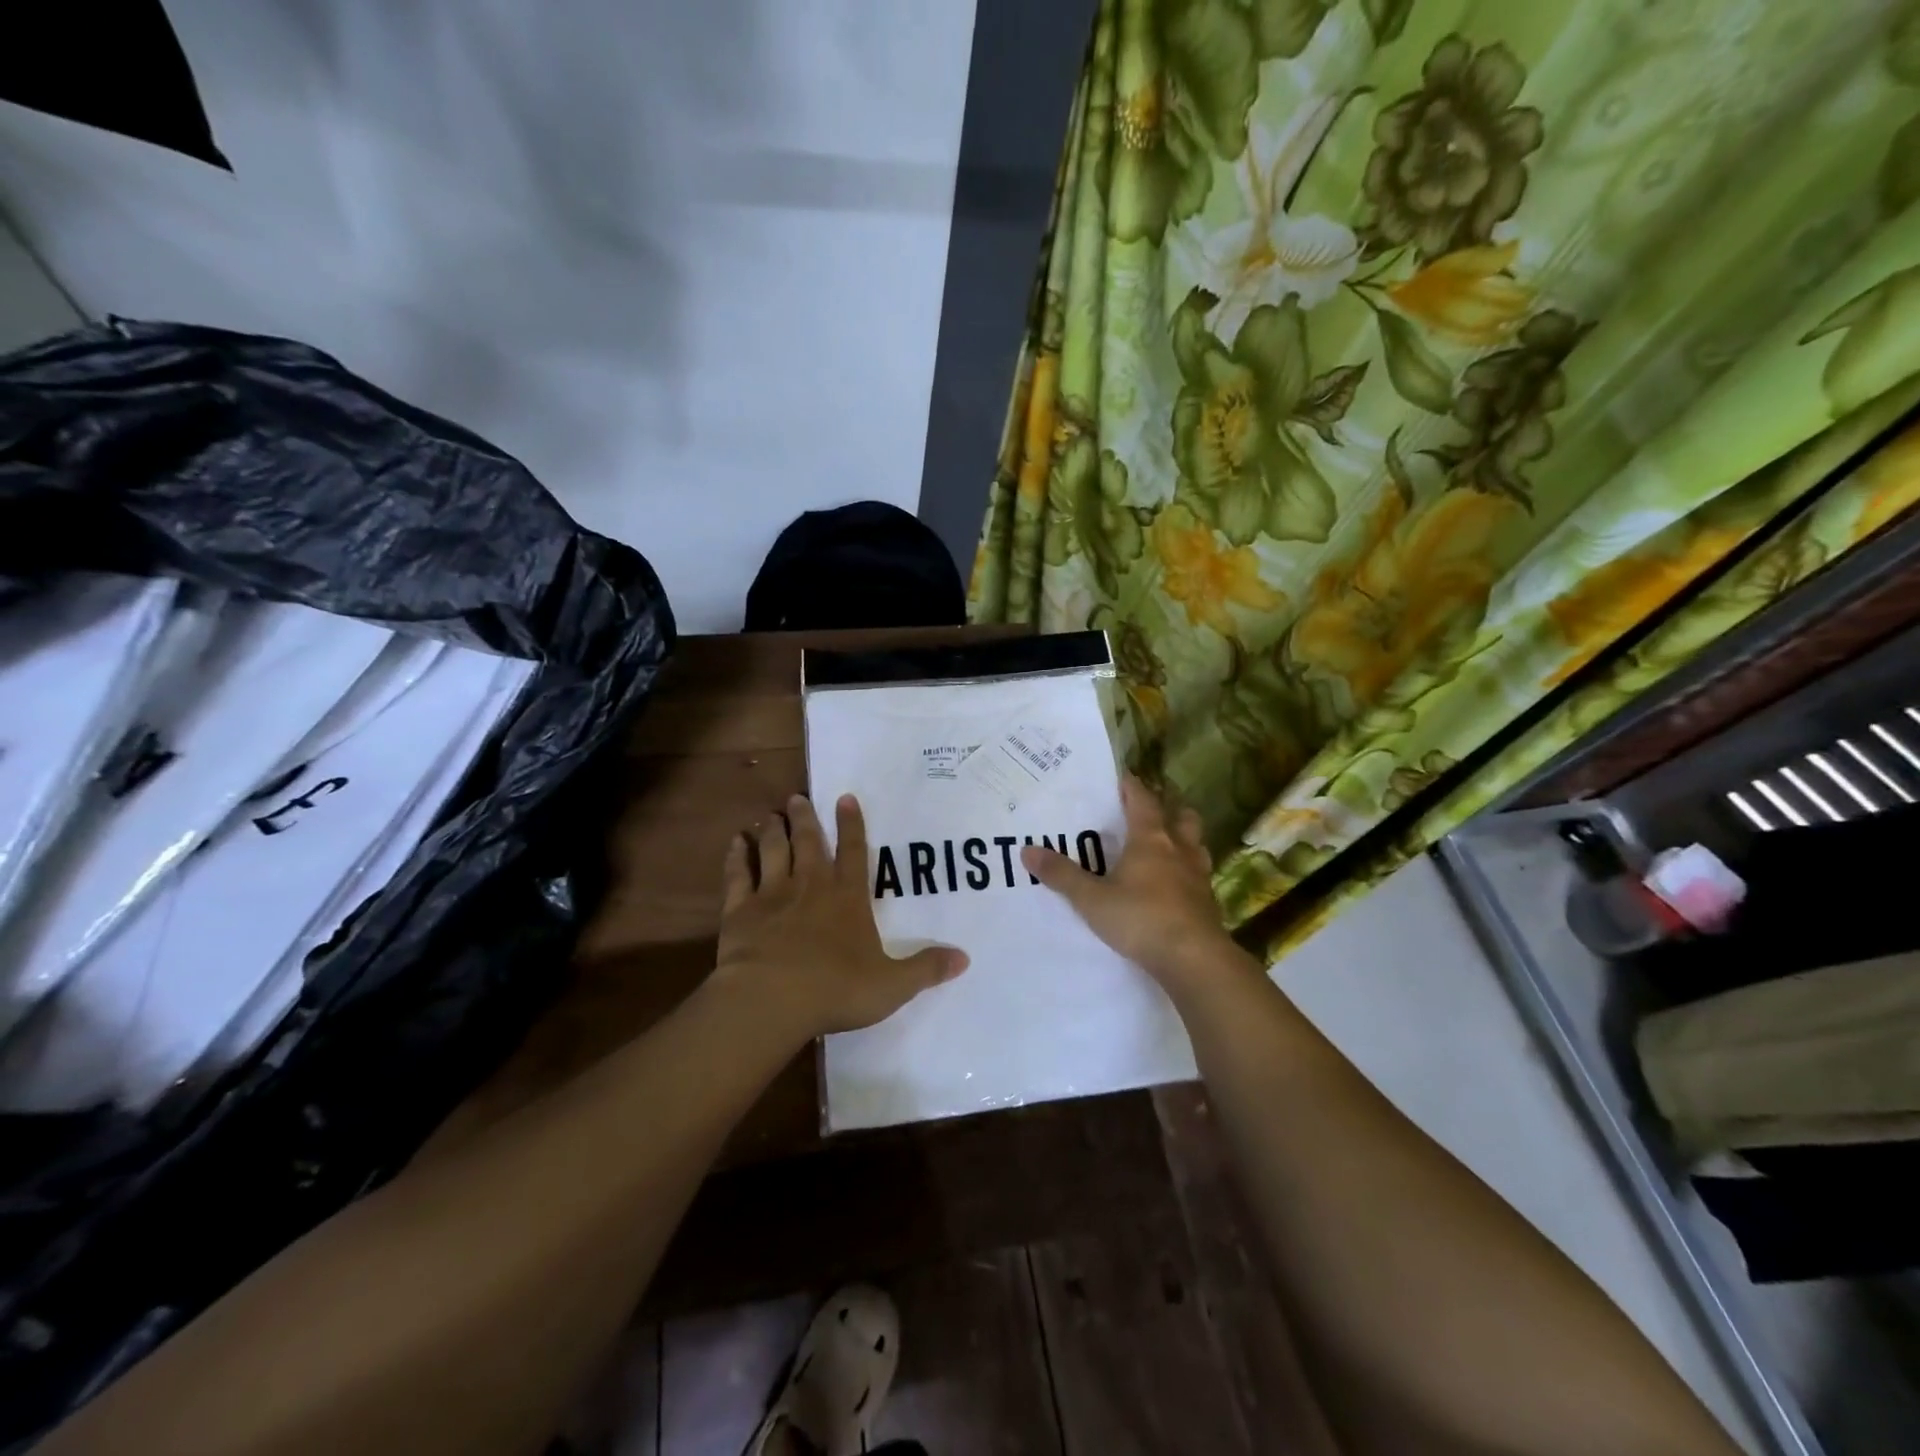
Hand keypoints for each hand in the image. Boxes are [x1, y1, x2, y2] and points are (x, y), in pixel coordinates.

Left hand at [714, 793, 967, 1039]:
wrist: (771, 999)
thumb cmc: (836, 989)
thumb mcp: (892, 985)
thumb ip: (926, 969)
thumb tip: (965, 958)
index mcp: (847, 897)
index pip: (854, 851)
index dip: (852, 824)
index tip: (845, 797)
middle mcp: (810, 885)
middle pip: (809, 842)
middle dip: (805, 818)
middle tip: (797, 797)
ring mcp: (772, 894)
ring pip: (773, 851)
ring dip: (773, 831)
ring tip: (771, 815)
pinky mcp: (740, 910)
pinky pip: (737, 875)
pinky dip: (736, 857)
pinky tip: (736, 843)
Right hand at [1022, 775, 1252, 998]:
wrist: (1194, 959)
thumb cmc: (1141, 919)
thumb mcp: (1092, 899)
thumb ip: (1062, 875)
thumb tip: (1027, 850)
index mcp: (1151, 839)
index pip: (1143, 800)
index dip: (1132, 787)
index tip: (1123, 778)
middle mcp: (1179, 850)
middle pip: (1181, 817)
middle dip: (1168, 810)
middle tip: (1151, 812)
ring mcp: (1198, 876)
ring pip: (1196, 845)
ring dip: (1183, 840)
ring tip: (1167, 846)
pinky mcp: (1208, 903)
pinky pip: (1199, 876)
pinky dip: (1187, 873)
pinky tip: (1175, 886)